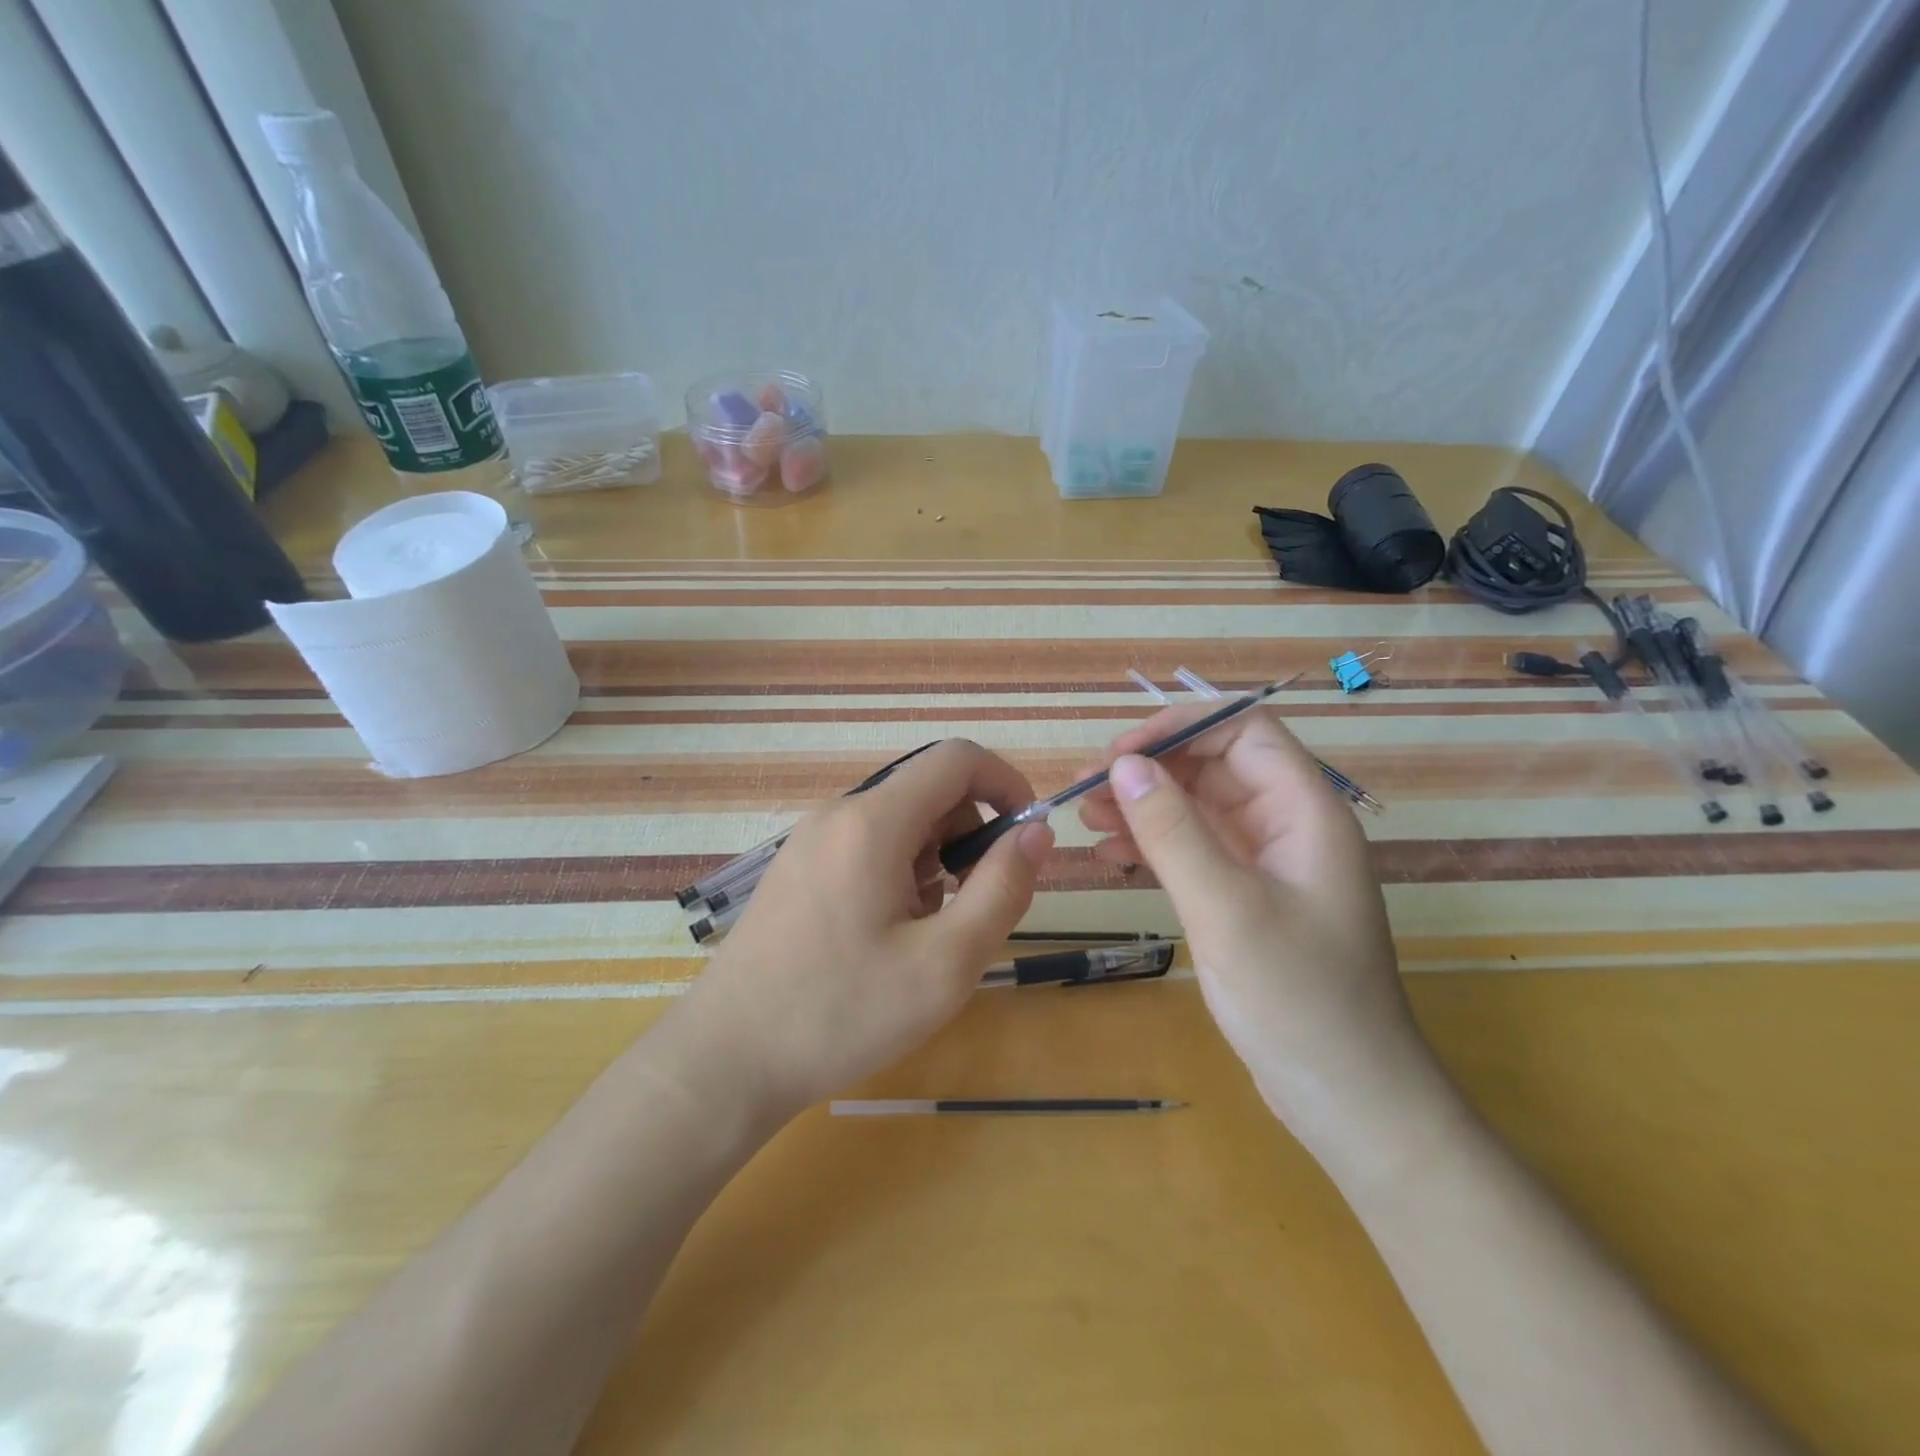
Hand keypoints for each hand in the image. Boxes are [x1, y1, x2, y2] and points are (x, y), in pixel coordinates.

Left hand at [673, 739, 1054, 1121]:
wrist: (726, 1059)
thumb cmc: (841, 1013)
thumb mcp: (944, 963)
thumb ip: (1001, 888)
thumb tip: (1036, 831)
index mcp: (873, 821)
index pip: (956, 759)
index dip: (1005, 784)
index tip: (1026, 839)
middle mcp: (838, 814)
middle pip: (929, 792)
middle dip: (969, 838)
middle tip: (972, 910)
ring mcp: (810, 840)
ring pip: (900, 823)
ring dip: (934, 863)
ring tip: (924, 935)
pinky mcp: (797, 868)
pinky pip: (867, 847)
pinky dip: (899, 874)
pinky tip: (886, 937)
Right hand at [1077, 705, 1434, 1143]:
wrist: (1346, 1097)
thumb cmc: (1296, 998)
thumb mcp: (1225, 908)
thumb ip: (1172, 830)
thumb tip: (1124, 765)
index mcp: (1305, 810)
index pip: (1241, 731)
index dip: (1178, 728)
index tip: (1116, 754)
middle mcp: (1289, 824)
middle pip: (1215, 765)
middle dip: (1150, 769)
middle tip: (1086, 789)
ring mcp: (1268, 861)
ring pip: (1199, 806)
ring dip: (1144, 804)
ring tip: (1088, 818)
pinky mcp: (1248, 895)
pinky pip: (1196, 848)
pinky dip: (1154, 843)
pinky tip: (1113, 856)